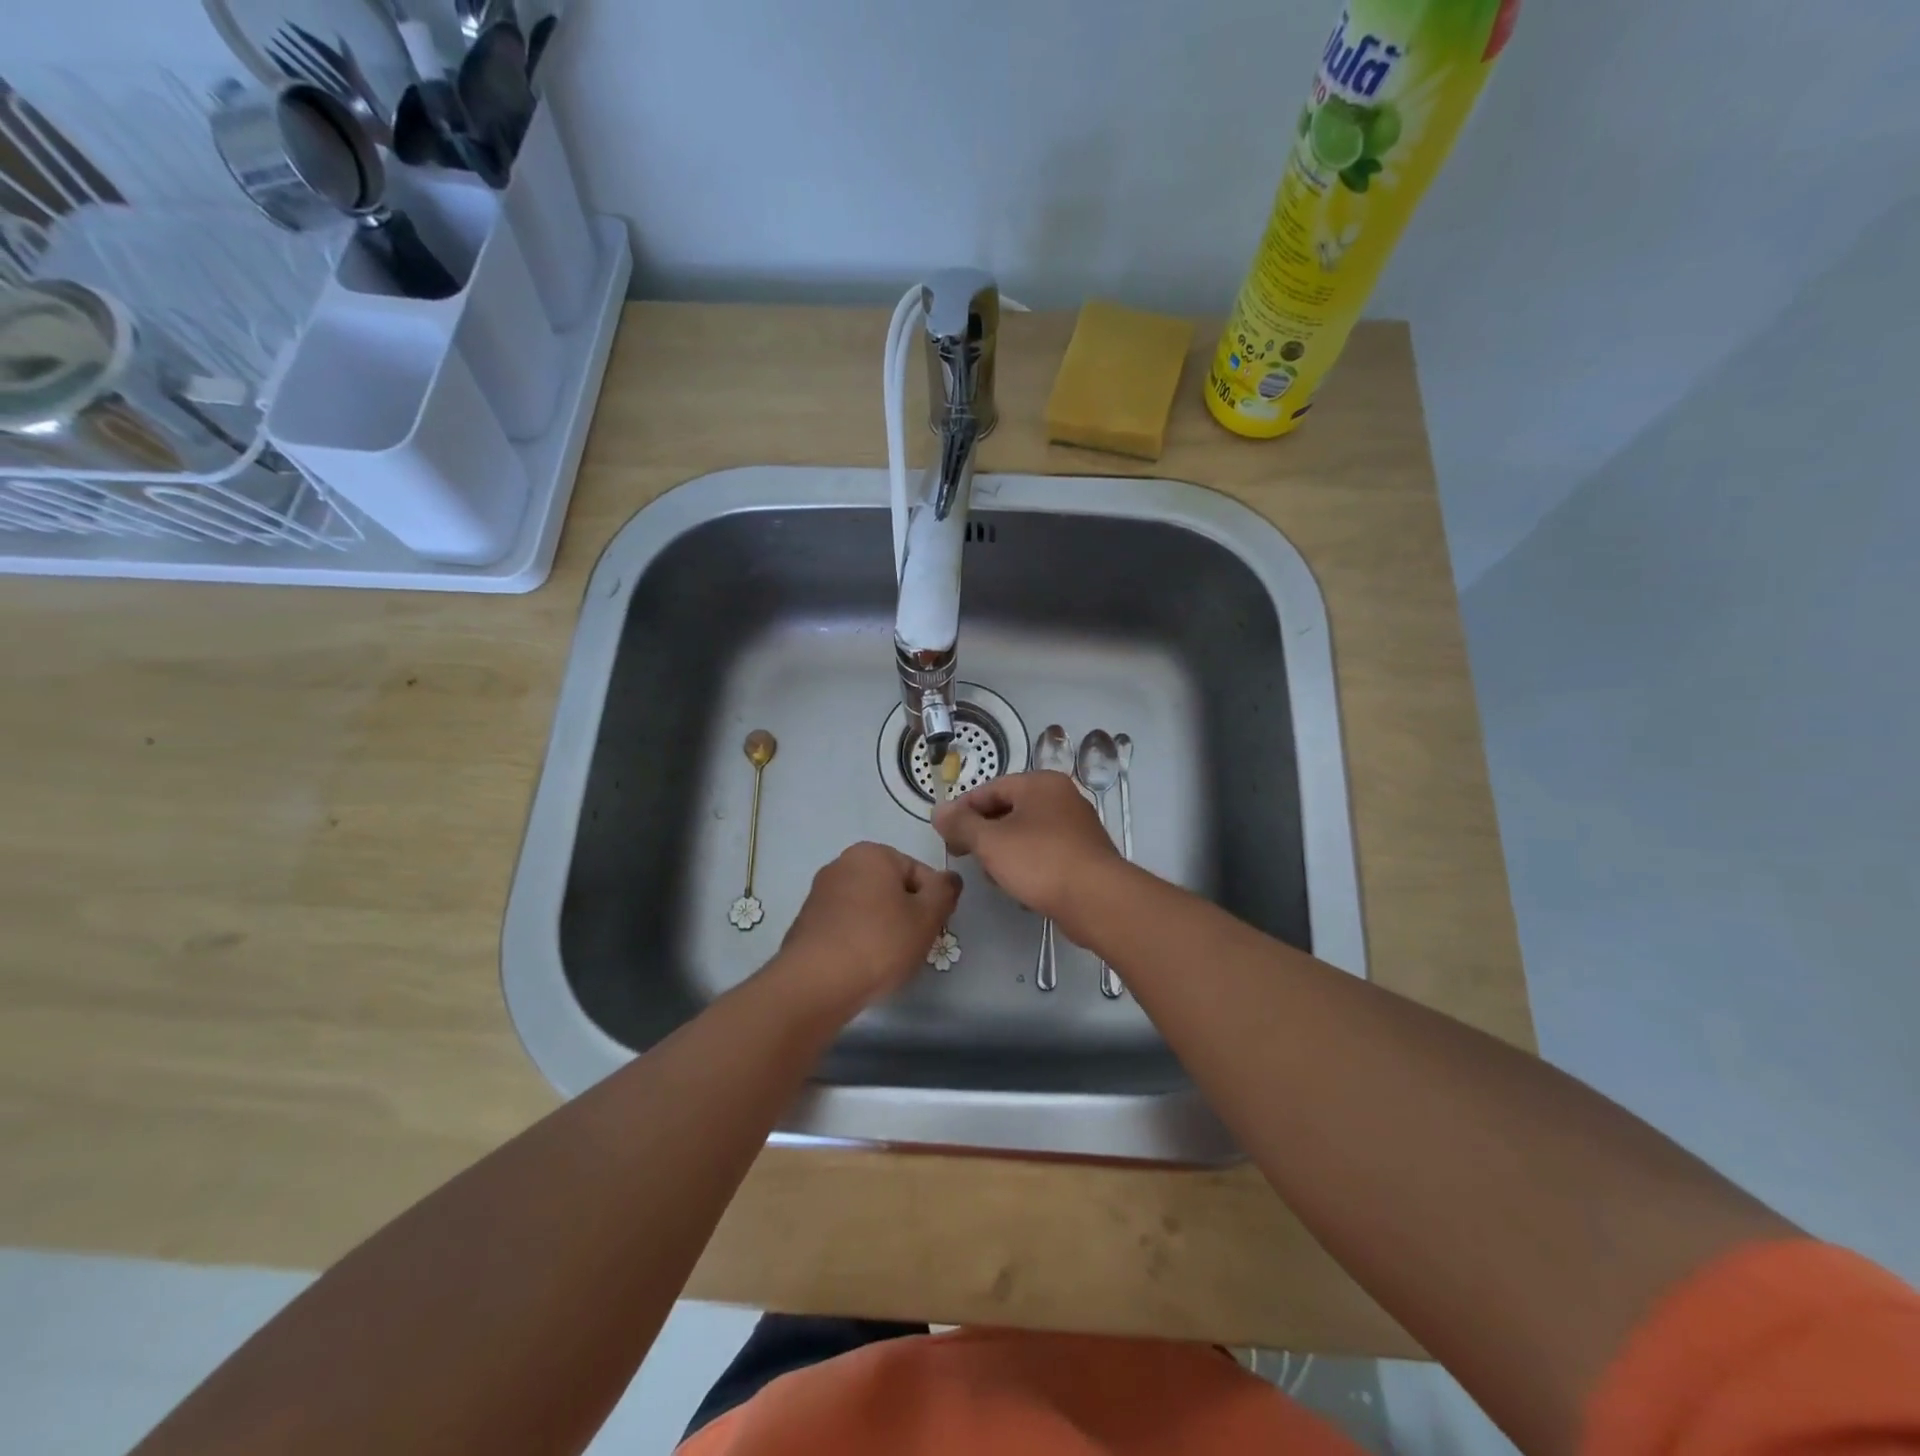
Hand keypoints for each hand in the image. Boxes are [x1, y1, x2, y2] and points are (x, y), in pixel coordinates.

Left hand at [774, 842, 960, 1011]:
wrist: (816, 983)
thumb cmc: (879, 942)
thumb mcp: (927, 916)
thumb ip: (945, 891)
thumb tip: (949, 878)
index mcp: (871, 853)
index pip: (919, 872)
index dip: (932, 902)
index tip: (931, 929)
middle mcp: (841, 864)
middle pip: (892, 888)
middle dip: (906, 914)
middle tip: (912, 945)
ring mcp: (820, 893)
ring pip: (868, 908)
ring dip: (882, 929)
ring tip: (886, 960)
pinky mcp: (807, 922)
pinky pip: (846, 926)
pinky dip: (858, 940)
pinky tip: (862, 965)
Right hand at [933, 771, 1123, 924]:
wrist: (1097, 900)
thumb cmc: (1040, 861)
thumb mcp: (990, 841)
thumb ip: (960, 824)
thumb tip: (938, 810)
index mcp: (1040, 783)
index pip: (990, 788)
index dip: (963, 810)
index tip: (945, 835)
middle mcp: (1061, 797)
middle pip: (1009, 809)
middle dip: (983, 833)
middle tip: (963, 856)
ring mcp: (1076, 826)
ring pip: (1026, 833)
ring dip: (1003, 852)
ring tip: (991, 876)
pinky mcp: (1084, 855)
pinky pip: (1044, 853)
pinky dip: (1026, 864)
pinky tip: (1018, 887)